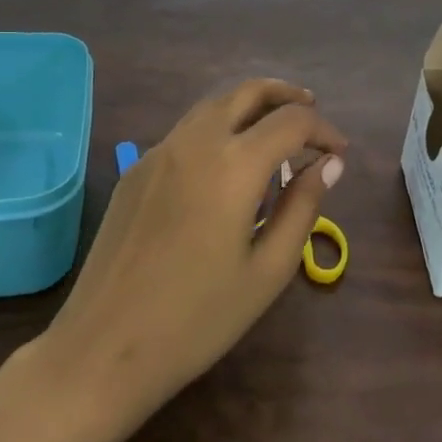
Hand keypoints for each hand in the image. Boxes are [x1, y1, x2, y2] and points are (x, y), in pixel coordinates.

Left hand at [44, 79, 347, 416]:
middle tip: (312, 112)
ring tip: (275, 132)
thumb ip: (302, 207)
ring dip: (250, 107)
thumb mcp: (268, 270)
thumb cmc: (198, 319)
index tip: (339, 153)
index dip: (323, 130)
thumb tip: (329, 165)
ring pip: (213, 105)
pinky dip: (219, 129)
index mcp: (234, 164)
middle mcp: (195, 142)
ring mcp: (158, 153)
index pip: (291, 121)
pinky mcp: (135, 172)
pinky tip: (227, 165)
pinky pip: (186, 132)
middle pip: (248, 92)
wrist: (103, 349)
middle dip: (287, 96)